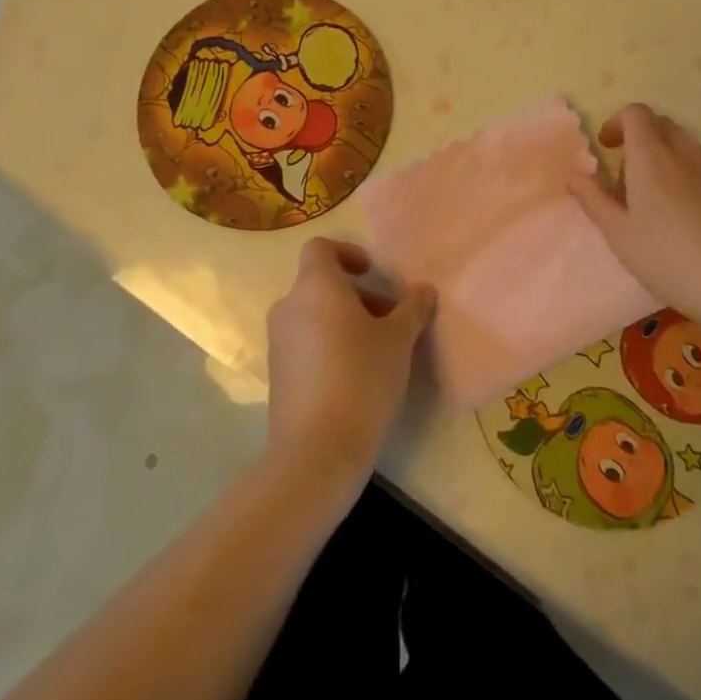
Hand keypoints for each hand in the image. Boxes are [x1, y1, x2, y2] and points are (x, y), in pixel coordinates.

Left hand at [265, 239, 435, 487]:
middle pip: (321, 284)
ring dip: (345, 322)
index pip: (320, 248)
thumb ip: (412, 308)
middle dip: (358, 295)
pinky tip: (356, 378)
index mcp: (315, 286)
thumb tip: (424, 290)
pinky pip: (305, 344)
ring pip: (314, 316)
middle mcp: (289, 306)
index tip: (372, 273)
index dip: (347, 253)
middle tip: (390, 320)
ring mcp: (278, 342)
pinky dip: (329, 346)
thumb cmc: (361, 378)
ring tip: (379, 352)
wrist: (317, 451)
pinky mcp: (277, 375)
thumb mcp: (399, 340)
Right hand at [568, 104, 700, 331]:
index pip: (635, 113)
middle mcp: (685, 151)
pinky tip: (691, 215)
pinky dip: (691, 176)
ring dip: (666, 157)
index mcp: (651, 156)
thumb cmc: (667, 258)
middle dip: (641, 138)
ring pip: (685, 146)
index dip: (618, 122)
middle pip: (661, 124)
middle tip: (629, 175)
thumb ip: (593, 200)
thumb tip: (575, 177)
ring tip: (658, 198)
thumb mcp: (618, 234)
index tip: (608, 147)